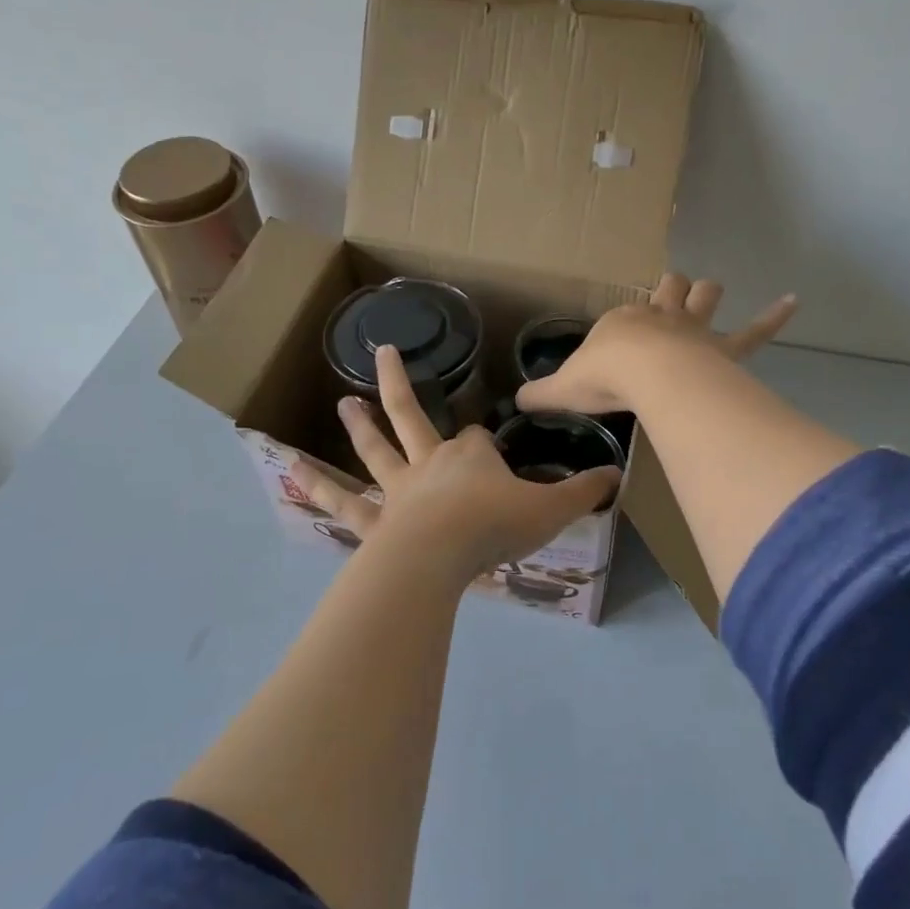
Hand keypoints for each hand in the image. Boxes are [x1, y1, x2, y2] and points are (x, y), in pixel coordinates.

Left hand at [292, 345, 619, 573]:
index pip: (475, 439)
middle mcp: (429, 464)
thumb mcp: (550, 509)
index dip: (481, 446)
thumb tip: (617, 475)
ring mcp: (397, 490)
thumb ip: (583, 492)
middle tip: (381, 353)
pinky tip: (293, 473)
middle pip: (411, 417)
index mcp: (469, 456)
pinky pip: (344, 501)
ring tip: (342, 403)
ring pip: (375, 450)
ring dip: (359, 426)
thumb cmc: (495, 525)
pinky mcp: (374, 521)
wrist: (441, 555)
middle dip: (399, 386)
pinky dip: (319, 487)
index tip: (489, 458)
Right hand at [517, 273, 796, 415]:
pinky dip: (773, 318)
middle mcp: (659, 318)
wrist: (647, 376)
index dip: (622, 327)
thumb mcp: (562, 388)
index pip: (622, 315)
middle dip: (671, 290)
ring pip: (705, 298)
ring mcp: (693, 331)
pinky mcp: (724, 349)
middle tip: (670, 296)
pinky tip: (793, 302)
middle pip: (669, 290)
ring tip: (710, 292)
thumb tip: (516, 402)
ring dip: (707, 294)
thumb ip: (540, 395)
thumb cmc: (604, 377)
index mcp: (622, 323)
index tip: (616, 349)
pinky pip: (754, 332)